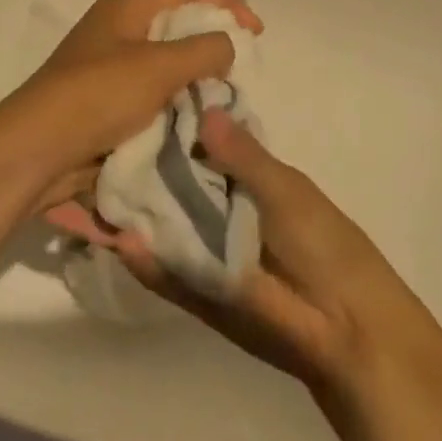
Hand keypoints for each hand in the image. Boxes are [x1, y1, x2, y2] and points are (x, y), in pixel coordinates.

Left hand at [0, 0, 259, 276]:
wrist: (35, 153)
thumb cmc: (96, 96)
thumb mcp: (158, 67)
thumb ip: (203, 50)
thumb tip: (227, 45)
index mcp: (124, 10)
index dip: (225, 2)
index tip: (256, 32)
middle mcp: (115, 34)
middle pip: (176, 26)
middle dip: (212, 45)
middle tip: (240, 72)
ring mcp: (108, 73)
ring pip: (165, 68)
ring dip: (195, 82)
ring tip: (223, 102)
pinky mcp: (105, 109)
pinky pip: (151, 100)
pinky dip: (175, 108)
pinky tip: (195, 126)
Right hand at [117, 111, 441, 395]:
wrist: (351, 332)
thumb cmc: (327, 248)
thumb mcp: (288, 193)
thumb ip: (243, 157)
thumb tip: (204, 110)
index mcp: (249, 181)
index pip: (201, 149)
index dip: (172, 131)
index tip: (131, 108)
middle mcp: (221, 212)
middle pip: (174, 186)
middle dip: (140, 170)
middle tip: (97, 148)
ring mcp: (206, 252)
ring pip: (163, 226)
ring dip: (131, 213)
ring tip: (90, 189)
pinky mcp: (199, 291)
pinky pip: (166, 271)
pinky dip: (143, 259)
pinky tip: (115, 239)